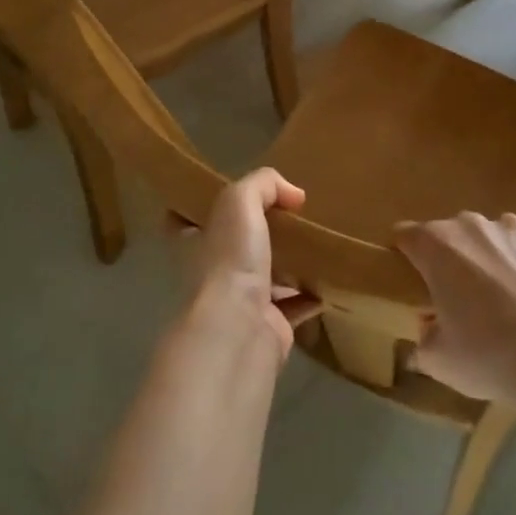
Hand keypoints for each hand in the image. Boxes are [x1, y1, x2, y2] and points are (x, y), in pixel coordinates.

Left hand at [167, 169, 319, 361]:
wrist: (240, 331)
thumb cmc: (228, 260)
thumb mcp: (239, 201)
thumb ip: (263, 184)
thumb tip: (293, 194)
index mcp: (192, 243)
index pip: (186, 220)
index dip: (202, 206)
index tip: (227, 192)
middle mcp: (211, 273)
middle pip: (231, 247)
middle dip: (255, 233)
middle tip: (288, 213)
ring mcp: (239, 302)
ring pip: (265, 276)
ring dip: (287, 263)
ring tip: (315, 241)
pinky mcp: (269, 326)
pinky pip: (294, 305)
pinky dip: (310, 294)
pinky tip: (329, 278)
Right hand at [396, 212, 515, 412]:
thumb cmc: (491, 357)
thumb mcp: (439, 361)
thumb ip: (422, 337)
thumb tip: (428, 327)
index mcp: (437, 245)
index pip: (406, 235)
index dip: (407, 257)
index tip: (415, 283)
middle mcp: (473, 225)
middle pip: (452, 235)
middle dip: (454, 261)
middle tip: (464, 301)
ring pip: (493, 237)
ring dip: (493, 259)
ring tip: (510, 299)